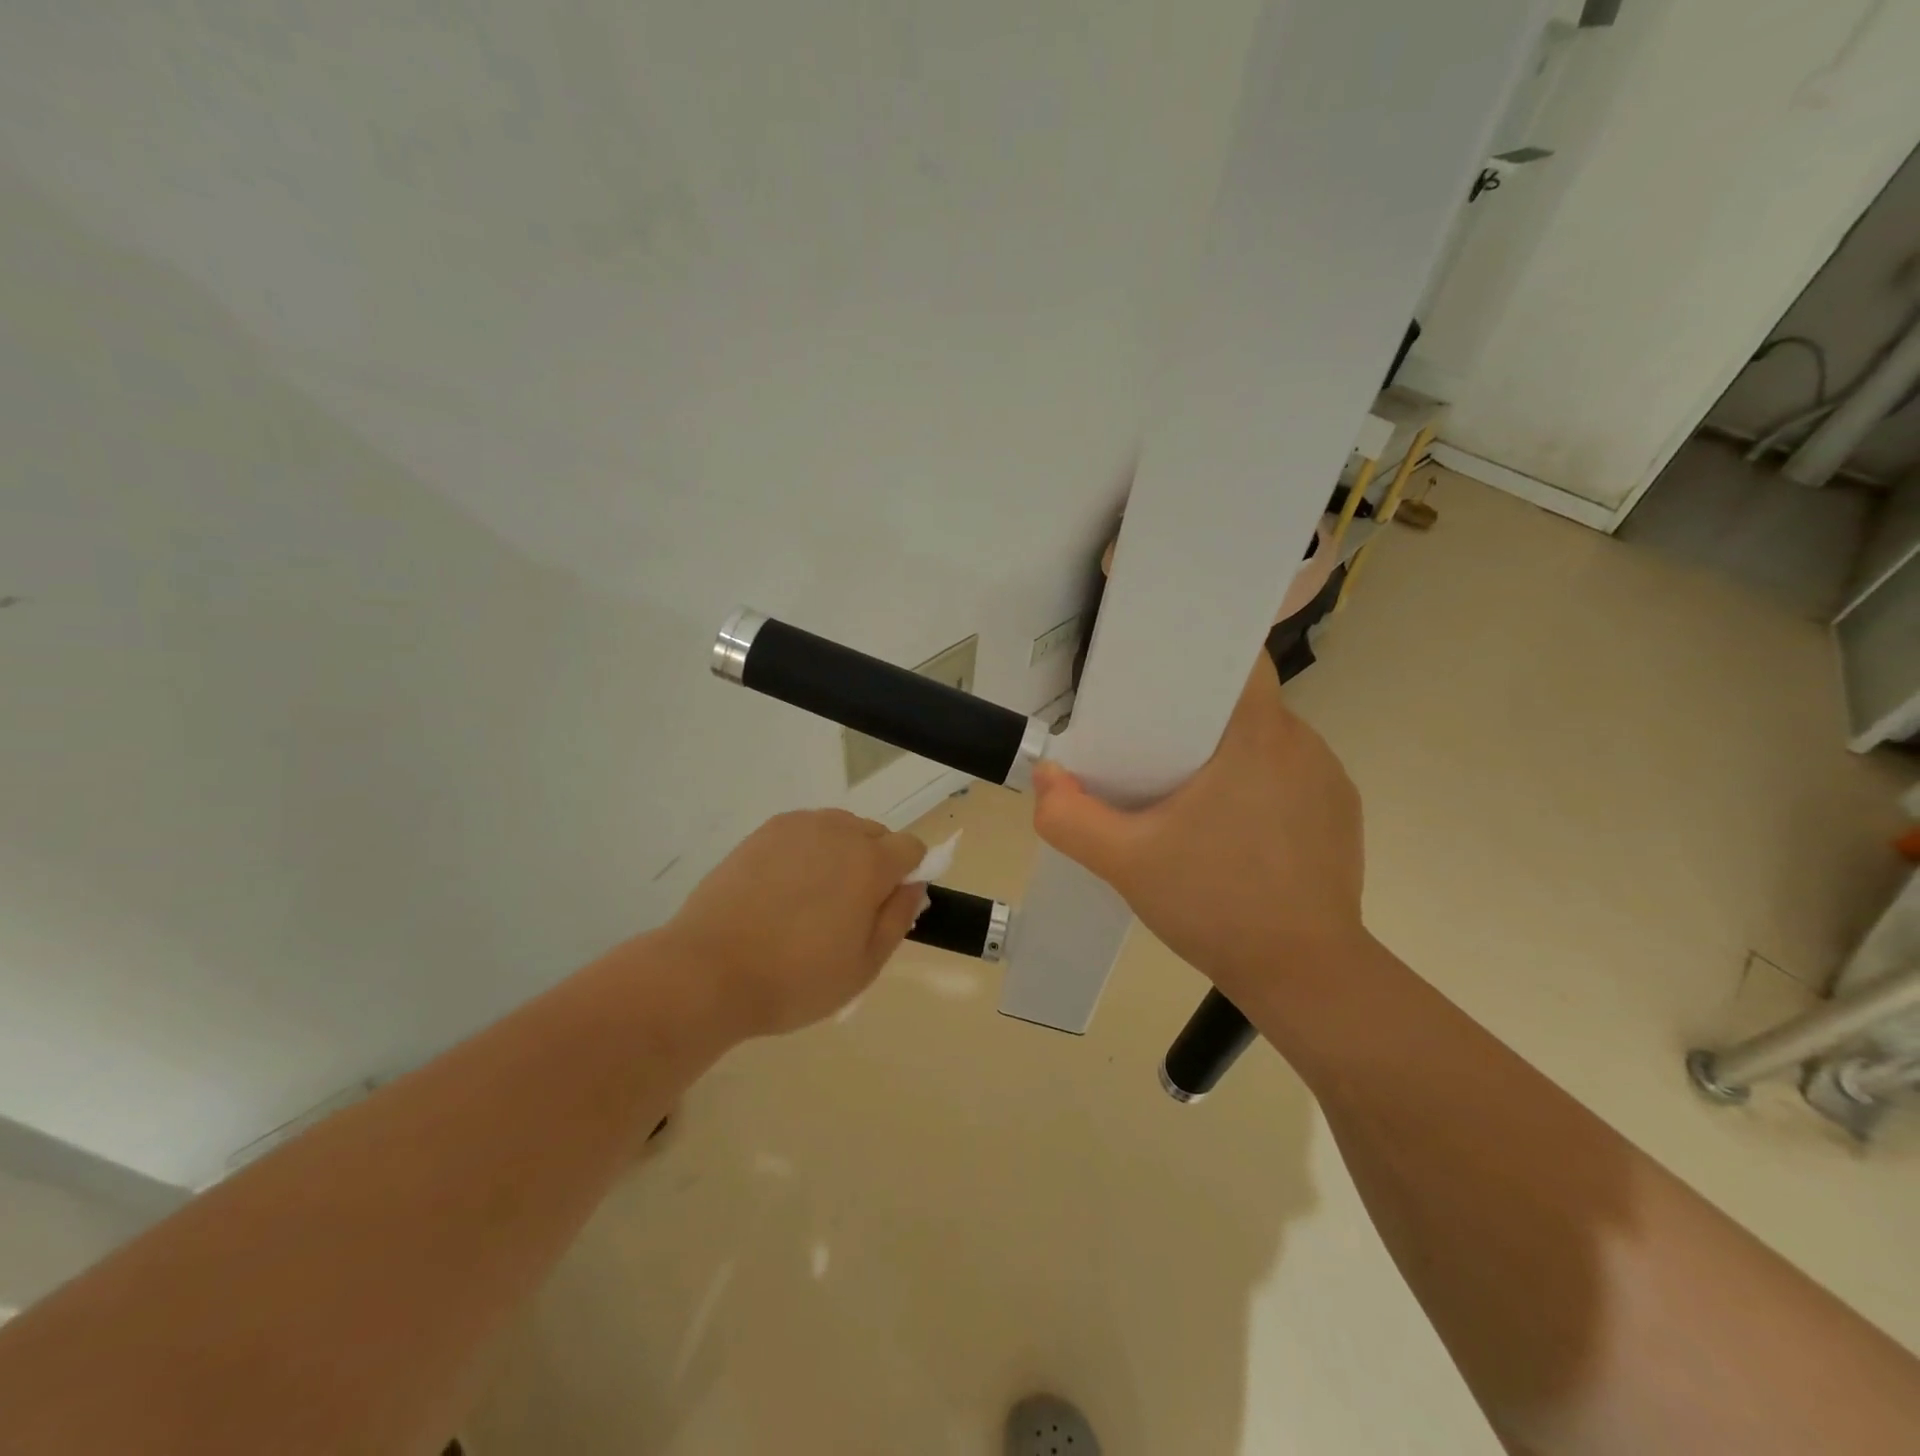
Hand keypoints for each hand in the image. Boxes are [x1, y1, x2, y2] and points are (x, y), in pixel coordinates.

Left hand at [660, 810, 926, 1039]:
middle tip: (848, 910)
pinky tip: (784, 888)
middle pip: (876, 834)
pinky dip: (807, 850)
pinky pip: (804, 831)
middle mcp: (838, 832)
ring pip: (839, 829)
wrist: (708, 970)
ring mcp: (797, 827)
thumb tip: (914, 884)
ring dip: (841, 853)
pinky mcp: (763, 832)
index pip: (912, 848)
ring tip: (812, 898)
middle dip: (875, 863)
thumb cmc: (795, 979)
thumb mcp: (864, 966)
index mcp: (870, 863)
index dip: (909, 876)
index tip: (887, 907)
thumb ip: (899, 918)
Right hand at [1031, 655, 1364, 1002]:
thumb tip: (1046, 777)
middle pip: (1243, 704)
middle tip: (1152, 751)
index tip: (1157, 686)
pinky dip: (1260, 788)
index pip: (1237, 661)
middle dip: (1197, 719)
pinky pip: (1291, 778)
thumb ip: (1069, 816)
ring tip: (1190, 797)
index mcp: (1258, 734)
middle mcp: (1303, 744)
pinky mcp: (1342, 816)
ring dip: (1230, 756)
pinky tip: (1233, 832)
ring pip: (1267, 742)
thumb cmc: (1215, 904)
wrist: (1304, 976)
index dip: (1195, 662)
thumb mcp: (1124, 862)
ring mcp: (1330, 780)